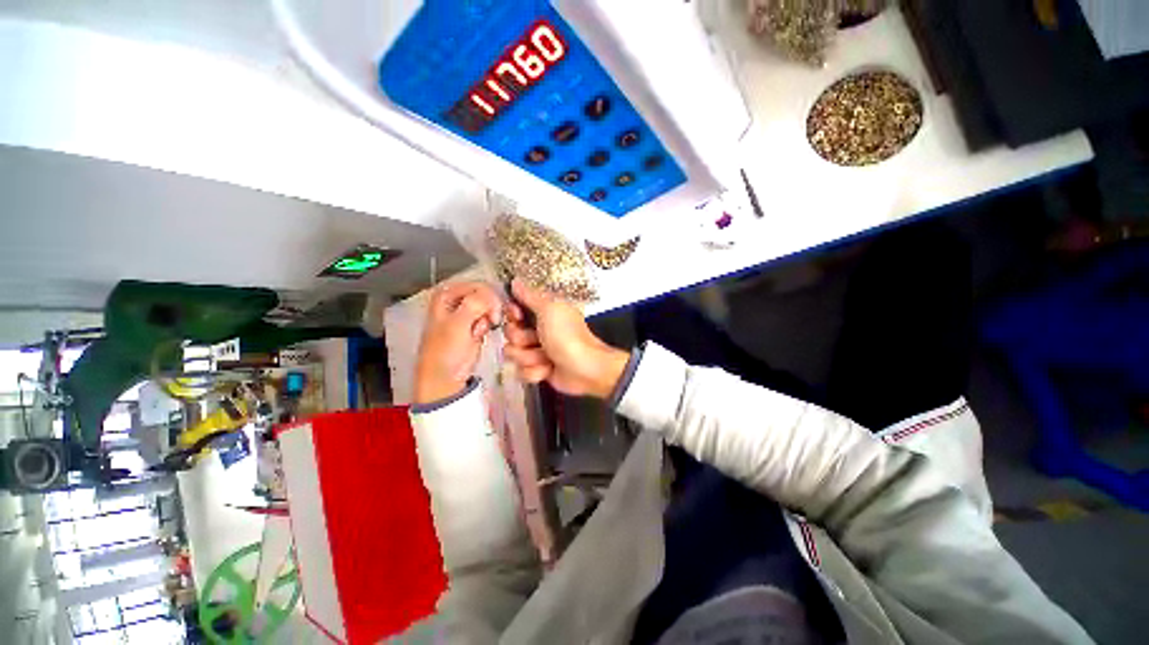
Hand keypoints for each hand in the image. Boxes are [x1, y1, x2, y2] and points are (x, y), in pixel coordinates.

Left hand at [414, 282, 503, 404]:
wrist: (445, 376)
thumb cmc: (446, 350)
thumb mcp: (458, 324)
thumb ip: (475, 304)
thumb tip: (493, 295)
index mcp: (447, 294)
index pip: (478, 286)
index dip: (490, 298)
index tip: (495, 314)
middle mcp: (456, 300)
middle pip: (486, 294)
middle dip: (490, 309)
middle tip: (491, 322)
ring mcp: (466, 312)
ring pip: (490, 306)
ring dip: (489, 319)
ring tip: (479, 332)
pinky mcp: (474, 324)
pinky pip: (489, 317)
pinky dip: (488, 326)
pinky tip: (479, 336)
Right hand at [502, 279, 628, 398]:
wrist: (585, 368)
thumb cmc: (568, 336)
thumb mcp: (550, 309)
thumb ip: (529, 295)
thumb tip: (515, 281)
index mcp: (542, 311)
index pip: (512, 309)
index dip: (512, 314)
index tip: (518, 316)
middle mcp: (537, 329)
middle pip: (509, 333)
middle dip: (522, 339)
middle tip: (538, 340)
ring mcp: (536, 350)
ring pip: (513, 353)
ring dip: (530, 357)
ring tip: (547, 358)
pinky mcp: (537, 369)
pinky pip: (521, 371)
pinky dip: (535, 371)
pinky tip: (548, 369)